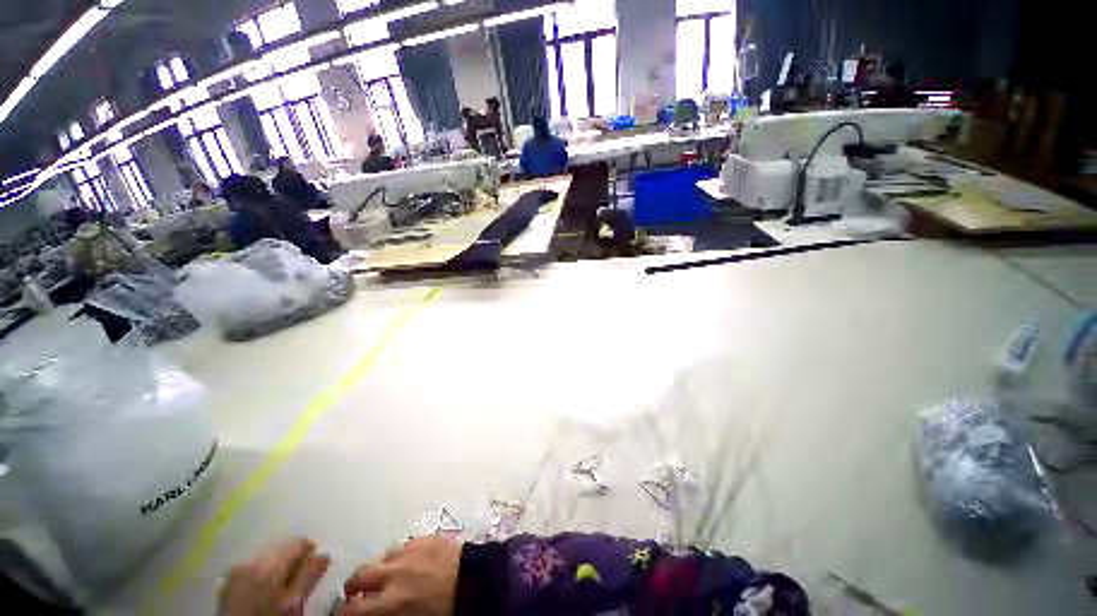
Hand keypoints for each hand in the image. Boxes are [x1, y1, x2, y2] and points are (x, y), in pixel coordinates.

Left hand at [218, 537, 330, 615]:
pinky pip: (253, 566)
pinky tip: (265, 589)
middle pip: (281, 547)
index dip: (311, 552)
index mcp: (268, 562)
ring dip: (278, 566)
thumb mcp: (294, 602)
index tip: (316, 567)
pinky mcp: (227, 580)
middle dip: (293, 559)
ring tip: (282, 585)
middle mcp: (249, 558)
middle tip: (299, 579)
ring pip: (267, 556)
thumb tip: (324, 553)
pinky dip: (263, 572)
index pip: (299, 541)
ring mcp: (234, 569)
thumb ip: (310, 575)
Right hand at [337, 535, 460, 615]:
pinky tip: (410, 561)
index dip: (342, 615)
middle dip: (354, 587)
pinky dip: (401, 554)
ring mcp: (411, 551)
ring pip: (382, 556)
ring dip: (380, 568)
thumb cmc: (447, 610)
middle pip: (359, 576)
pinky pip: (405, 544)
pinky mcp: (426, 537)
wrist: (479, 579)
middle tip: (357, 595)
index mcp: (391, 602)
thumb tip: (373, 613)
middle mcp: (395, 573)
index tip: (343, 615)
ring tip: (386, 576)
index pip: (351, 611)